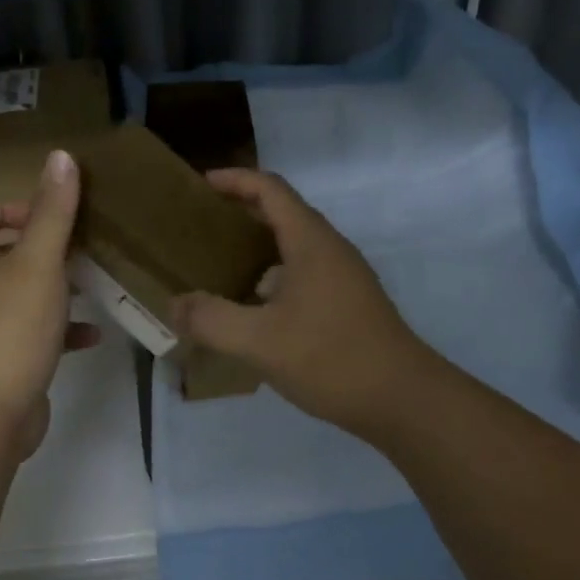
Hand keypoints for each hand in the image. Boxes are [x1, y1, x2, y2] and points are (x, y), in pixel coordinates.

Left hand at [0, 149, 97, 460]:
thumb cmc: (10, 327)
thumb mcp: (38, 261)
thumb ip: (52, 210)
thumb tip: (60, 155)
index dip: (9, 205)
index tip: (49, 216)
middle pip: (4, 251)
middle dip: (44, 244)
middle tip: (82, 243)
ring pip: (25, 291)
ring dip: (58, 284)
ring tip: (94, 279)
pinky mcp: (10, 358)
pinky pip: (40, 332)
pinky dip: (65, 327)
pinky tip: (95, 331)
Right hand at [171, 168, 431, 435]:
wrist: (405, 401)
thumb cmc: (332, 358)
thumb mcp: (260, 341)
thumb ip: (212, 320)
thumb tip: (174, 305)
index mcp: (310, 241)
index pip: (270, 188)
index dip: (235, 179)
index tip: (200, 184)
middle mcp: (329, 248)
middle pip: (282, 211)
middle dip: (241, 209)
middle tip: (201, 223)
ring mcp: (343, 276)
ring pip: (294, 243)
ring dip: (257, 244)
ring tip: (220, 263)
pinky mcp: (348, 302)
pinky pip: (303, 270)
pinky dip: (273, 273)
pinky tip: (254, 306)